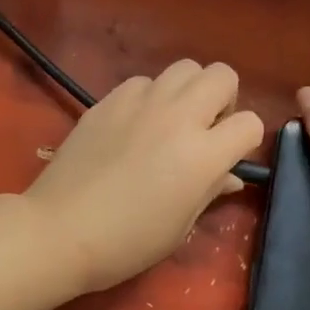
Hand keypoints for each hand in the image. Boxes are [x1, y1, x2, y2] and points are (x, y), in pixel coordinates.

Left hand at [25, 60, 263, 293]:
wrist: (60, 230)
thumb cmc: (126, 242)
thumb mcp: (180, 226)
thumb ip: (210, 191)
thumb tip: (229, 176)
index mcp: (203, 155)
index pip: (250, 124)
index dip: (245, 141)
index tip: (229, 157)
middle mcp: (178, 117)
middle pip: (222, 75)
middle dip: (224, 99)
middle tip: (205, 129)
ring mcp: (141, 102)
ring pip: (184, 68)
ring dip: (187, 91)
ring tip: (170, 121)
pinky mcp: (109, 100)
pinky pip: (143, 81)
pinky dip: (149, 97)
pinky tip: (134, 125)